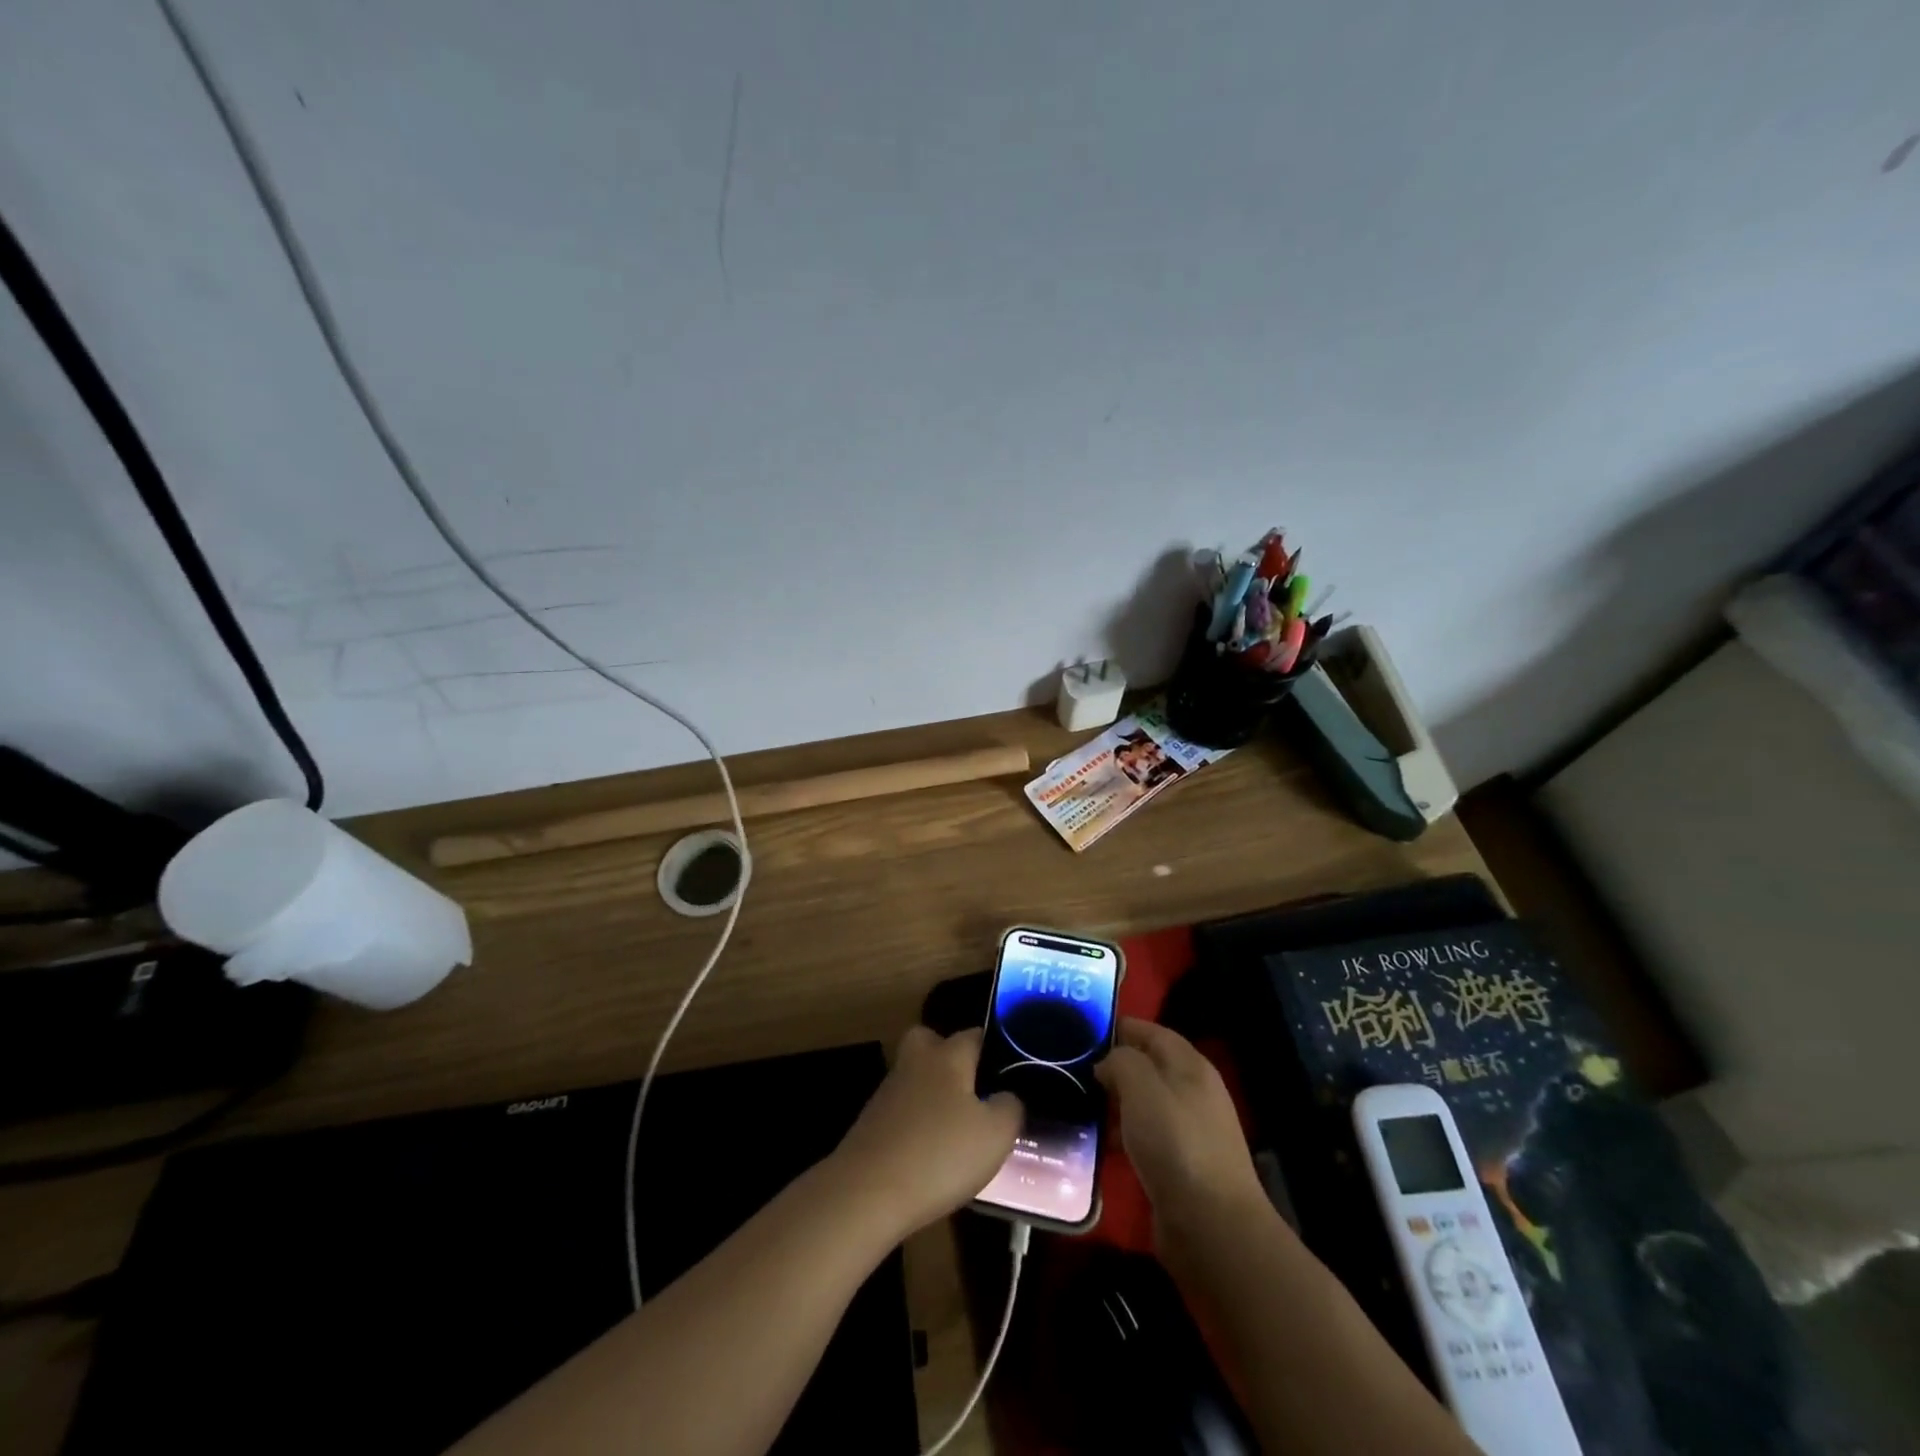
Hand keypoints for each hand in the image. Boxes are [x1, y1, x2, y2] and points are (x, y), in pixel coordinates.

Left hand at [830, 1025, 1020, 1240]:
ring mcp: (889, 1090)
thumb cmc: (940, 1154)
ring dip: (934, 1094)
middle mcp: (916, 1061)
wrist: (866, 1192)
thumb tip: (1006, 1096)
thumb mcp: (996, 1135)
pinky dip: (917, 1122)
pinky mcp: (871, 1121)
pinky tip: (931, 1152)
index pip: (975, 1034)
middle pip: (933, 1042)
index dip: (995, 1048)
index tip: (1012, 1071)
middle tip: (974, 1089)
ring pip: (917, 1077)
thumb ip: (1010, 1107)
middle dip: (951, 1057)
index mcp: (948, 1055)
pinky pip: (903, 1109)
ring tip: (959, 1129)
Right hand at [1096, 1018, 1268, 1240]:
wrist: (1212, 1226)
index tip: (1081, 1032)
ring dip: (1114, 1103)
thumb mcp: (1142, 1087)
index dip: (1118, 1027)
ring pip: (1144, 1103)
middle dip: (1112, 1067)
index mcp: (1190, 1065)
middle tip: (1072, 1071)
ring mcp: (1190, 1130)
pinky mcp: (1181, 1165)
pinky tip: (1098, 1144)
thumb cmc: (1176, 1143)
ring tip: (1077, 1105)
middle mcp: (1193, 1091)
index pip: (1151, 1031)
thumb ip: (1121, 1061)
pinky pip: (1145, 1137)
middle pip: (1147, 1067)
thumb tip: (1108, 1063)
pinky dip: (1122, 1135)